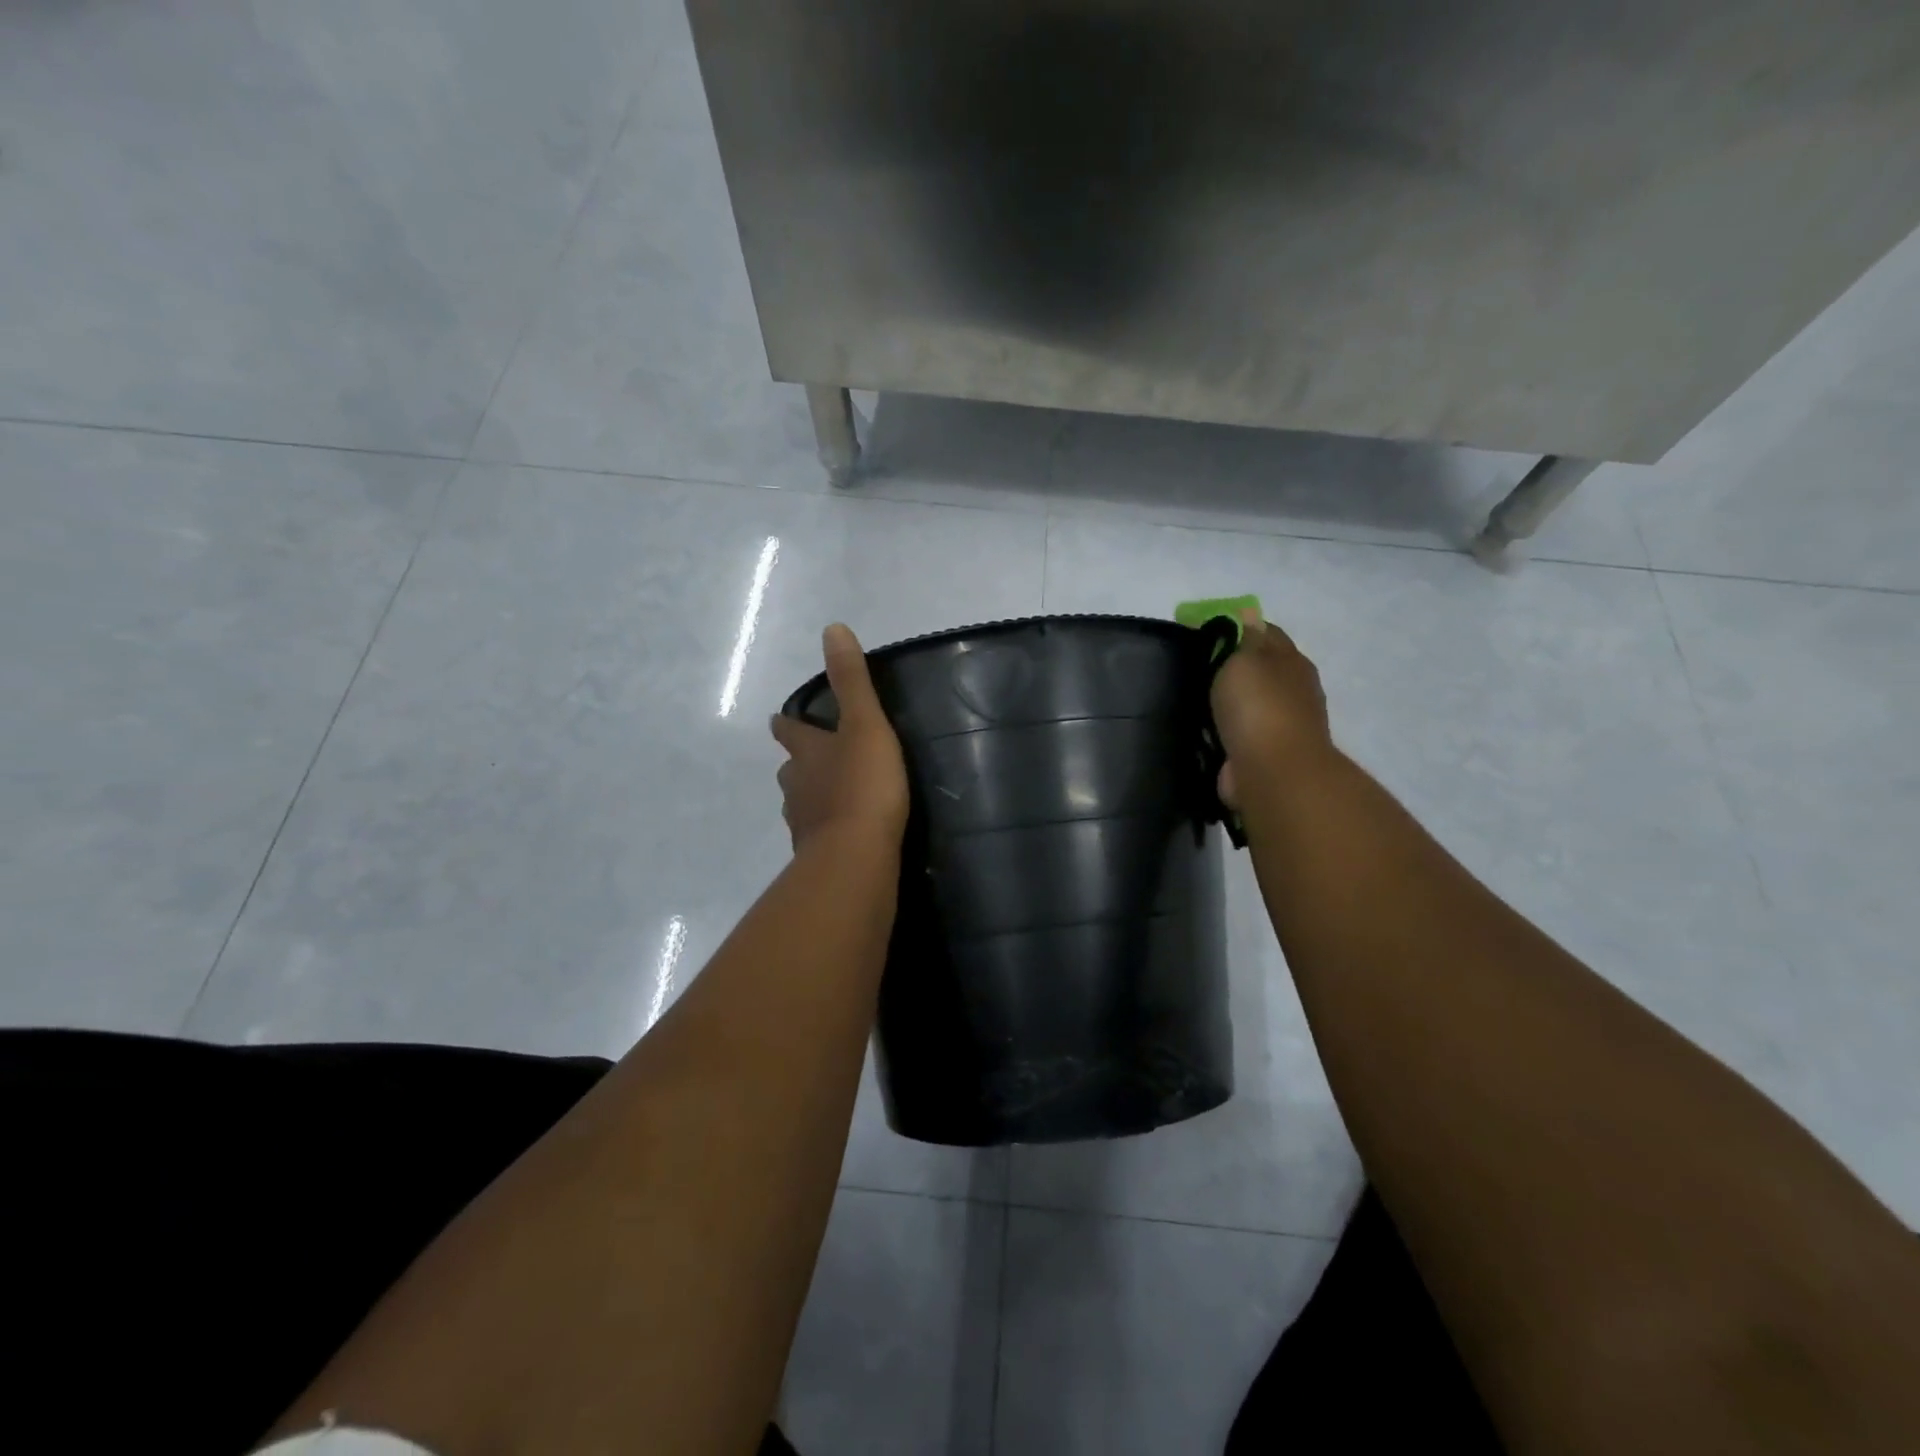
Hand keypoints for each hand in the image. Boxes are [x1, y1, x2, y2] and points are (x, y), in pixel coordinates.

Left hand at [770, 624, 909, 851]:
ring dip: (809, 795)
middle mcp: (797, 785)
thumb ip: (851, 681)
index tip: (780, 719)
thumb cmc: (863, 784)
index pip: (789, 731)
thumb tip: (832, 629)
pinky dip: (824, 828)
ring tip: (827, 795)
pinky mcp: (816, 854)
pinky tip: (839, 833)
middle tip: (810, 758)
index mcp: (806, 752)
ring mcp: (803, 823)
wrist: (856, 854)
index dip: (786, 723)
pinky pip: (817, 834)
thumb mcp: (864, 724)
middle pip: (789, 769)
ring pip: (799, 802)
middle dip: (797, 761)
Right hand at [1209, 609, 1333, 810]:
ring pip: (1248, 703)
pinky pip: (1238, 734)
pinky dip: (1223, 731)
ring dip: (1226, 702)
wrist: (1273, 772)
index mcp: (1291, 660)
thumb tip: (1248, 614)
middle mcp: (1293, 689)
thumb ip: (1244, 636)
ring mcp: (1282, 724)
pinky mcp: (1264, 754)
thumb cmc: (1258, 707)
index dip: (1237, 626)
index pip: (1265, 631)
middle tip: (1192, 668)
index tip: (1203, 632)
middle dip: (1230, 666)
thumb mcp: (1246, 658)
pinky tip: (1203, 730)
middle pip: (1259, 668)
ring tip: (1192, 701)